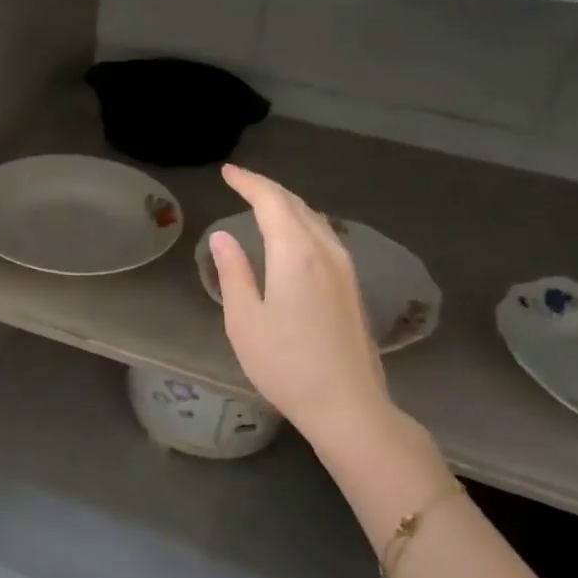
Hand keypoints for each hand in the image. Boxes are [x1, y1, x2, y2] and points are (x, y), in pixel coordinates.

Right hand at [209, 165, 393, 447]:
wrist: (347, 405)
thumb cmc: (285, 364)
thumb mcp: (244, 320)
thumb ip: (233, 272)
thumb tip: (223, 237)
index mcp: (295, 253)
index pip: (271, 201)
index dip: (248, 182)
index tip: (227, 172)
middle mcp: (326, 250)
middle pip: (297, 205)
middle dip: (268, 189)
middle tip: (241, 183)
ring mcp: (345, 268)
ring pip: (315, 220)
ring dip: (288, 205)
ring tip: (262, 204)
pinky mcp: (353, 286)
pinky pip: (325, 237)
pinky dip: (302, 224)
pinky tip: (292, 237)